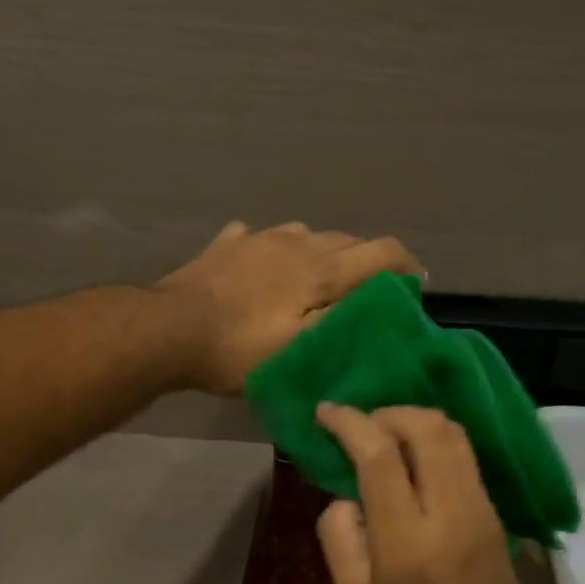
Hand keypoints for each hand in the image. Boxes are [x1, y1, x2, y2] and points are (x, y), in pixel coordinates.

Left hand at [156, 221, 420, 394]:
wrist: (170, 330)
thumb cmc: (240, 348)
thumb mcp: (302, 349)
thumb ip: (344, 321)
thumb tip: (381, 300)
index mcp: (320, 269)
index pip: (381, 252)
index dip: (406, 266)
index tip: (415, 286)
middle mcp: (296, 242)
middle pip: (346, 240)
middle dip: (366, 261)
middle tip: (367, 293)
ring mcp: (257, 239)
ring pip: (305, 234)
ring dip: (322, 253)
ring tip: (317, 280)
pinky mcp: (226, 245)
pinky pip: (259, 238)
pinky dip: (273, 250)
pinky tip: (264, 266)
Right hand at [315, 404, 550, 583]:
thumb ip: (341, 541)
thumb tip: (346, 495)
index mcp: (407, 542)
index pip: (379, 455)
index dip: (349, 422)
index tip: (325, 412)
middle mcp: (450, 513)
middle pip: (426, 427)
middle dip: (387, 412)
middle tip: (358, 424)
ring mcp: (481, 510)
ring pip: (454, 434)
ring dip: (414, 421)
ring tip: (384, 435)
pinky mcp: (496, 515)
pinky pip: (466, 457)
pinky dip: (436, 440)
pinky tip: (414, 459)